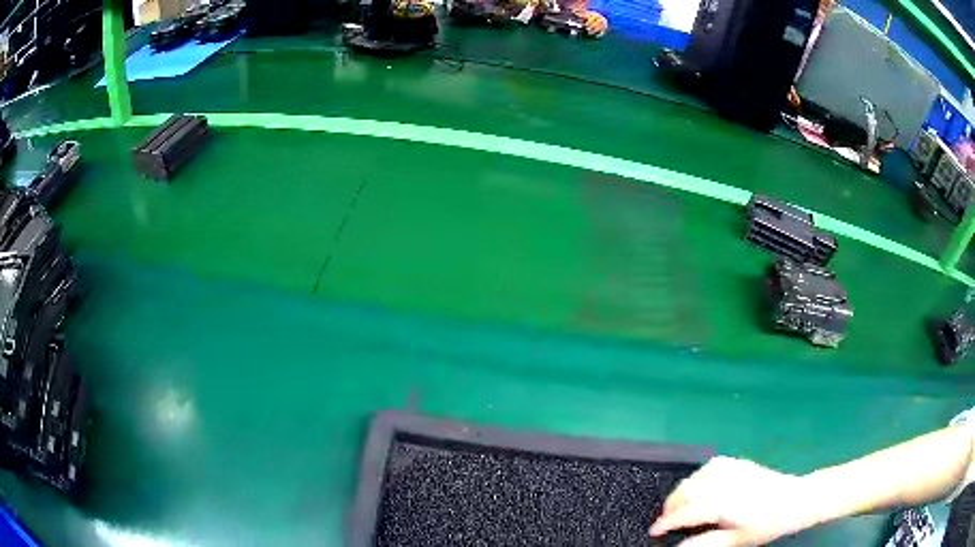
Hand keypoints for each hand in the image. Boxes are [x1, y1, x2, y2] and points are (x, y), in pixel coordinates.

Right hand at [650, 457, 814, 546]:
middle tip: (665, 520)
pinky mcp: (739, 463)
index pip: (685, 512)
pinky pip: (711, 465)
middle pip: (687, 491)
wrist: (794, 501)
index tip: (654, 531)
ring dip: (682, 489)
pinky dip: (698, 475)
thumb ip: (704, 543)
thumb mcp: (735, 541)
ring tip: (678, 504)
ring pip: (696, 475)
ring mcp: (733, 470)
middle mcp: (724, 483)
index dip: (665, 522)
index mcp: (722, 504)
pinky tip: (698, 484)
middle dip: (671, 505)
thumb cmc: (765, 525)